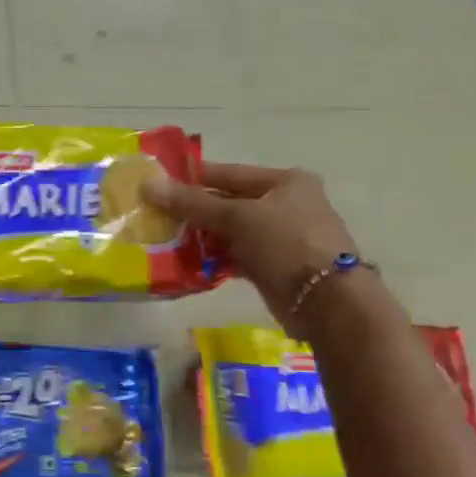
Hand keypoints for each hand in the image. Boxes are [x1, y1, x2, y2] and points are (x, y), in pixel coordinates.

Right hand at [144, 162, 360, 335]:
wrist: (327, 302)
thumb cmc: (286, 244)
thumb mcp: (237, 217)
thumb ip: (193, 203)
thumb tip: (148, 184)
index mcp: (285, 182)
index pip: (230, 173)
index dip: (194, 178)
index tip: (158, 182)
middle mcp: (285, 205)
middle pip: (229, 203)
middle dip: (194, 211)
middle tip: (155, 214)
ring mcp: (281, 237)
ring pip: (230, 231)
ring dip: (201, 236)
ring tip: (164, 239)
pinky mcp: (273, 266)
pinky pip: (236, 256)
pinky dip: (214, 258)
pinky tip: (187, 262)